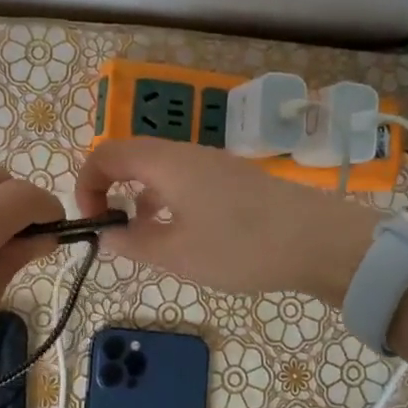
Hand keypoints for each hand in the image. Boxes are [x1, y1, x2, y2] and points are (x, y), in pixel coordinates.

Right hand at [74, 139, 380, 300]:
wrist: (321, 241)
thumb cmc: (241, 246)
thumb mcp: (177, 254)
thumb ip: (133, 242)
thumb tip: (107, 233)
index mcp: (165, 163)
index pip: (105, 154)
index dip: (86, 183)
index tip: (92, 221)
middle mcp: (185, 153)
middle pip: (131, 157)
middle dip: (110, 189)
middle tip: (112, 228)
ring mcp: (213, 163)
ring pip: (159, 170)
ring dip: (139, 197)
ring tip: (145, 237)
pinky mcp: (234, 179)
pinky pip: (184, 179)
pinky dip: (167, 199)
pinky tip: (182, 233)